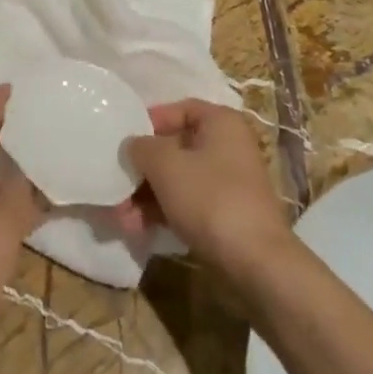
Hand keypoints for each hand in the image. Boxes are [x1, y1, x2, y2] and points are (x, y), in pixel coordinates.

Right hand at [117, 99, 291, 277]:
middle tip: (115, 186)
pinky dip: (162, 212)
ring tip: (120, 217)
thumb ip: (141, 147)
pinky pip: (186, 204)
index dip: (149, 121)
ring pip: (177, 180)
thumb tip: (133, 146)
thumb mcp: (166, 165)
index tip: (125, 140)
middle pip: (174, 148)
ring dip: (145, 195)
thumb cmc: (210, 199)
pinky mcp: (225, 216)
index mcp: (221, 123)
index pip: (179, 109)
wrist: (257, 264)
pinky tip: (137, 229)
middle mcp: (228, 147)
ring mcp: (228, 184)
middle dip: (141, 169)